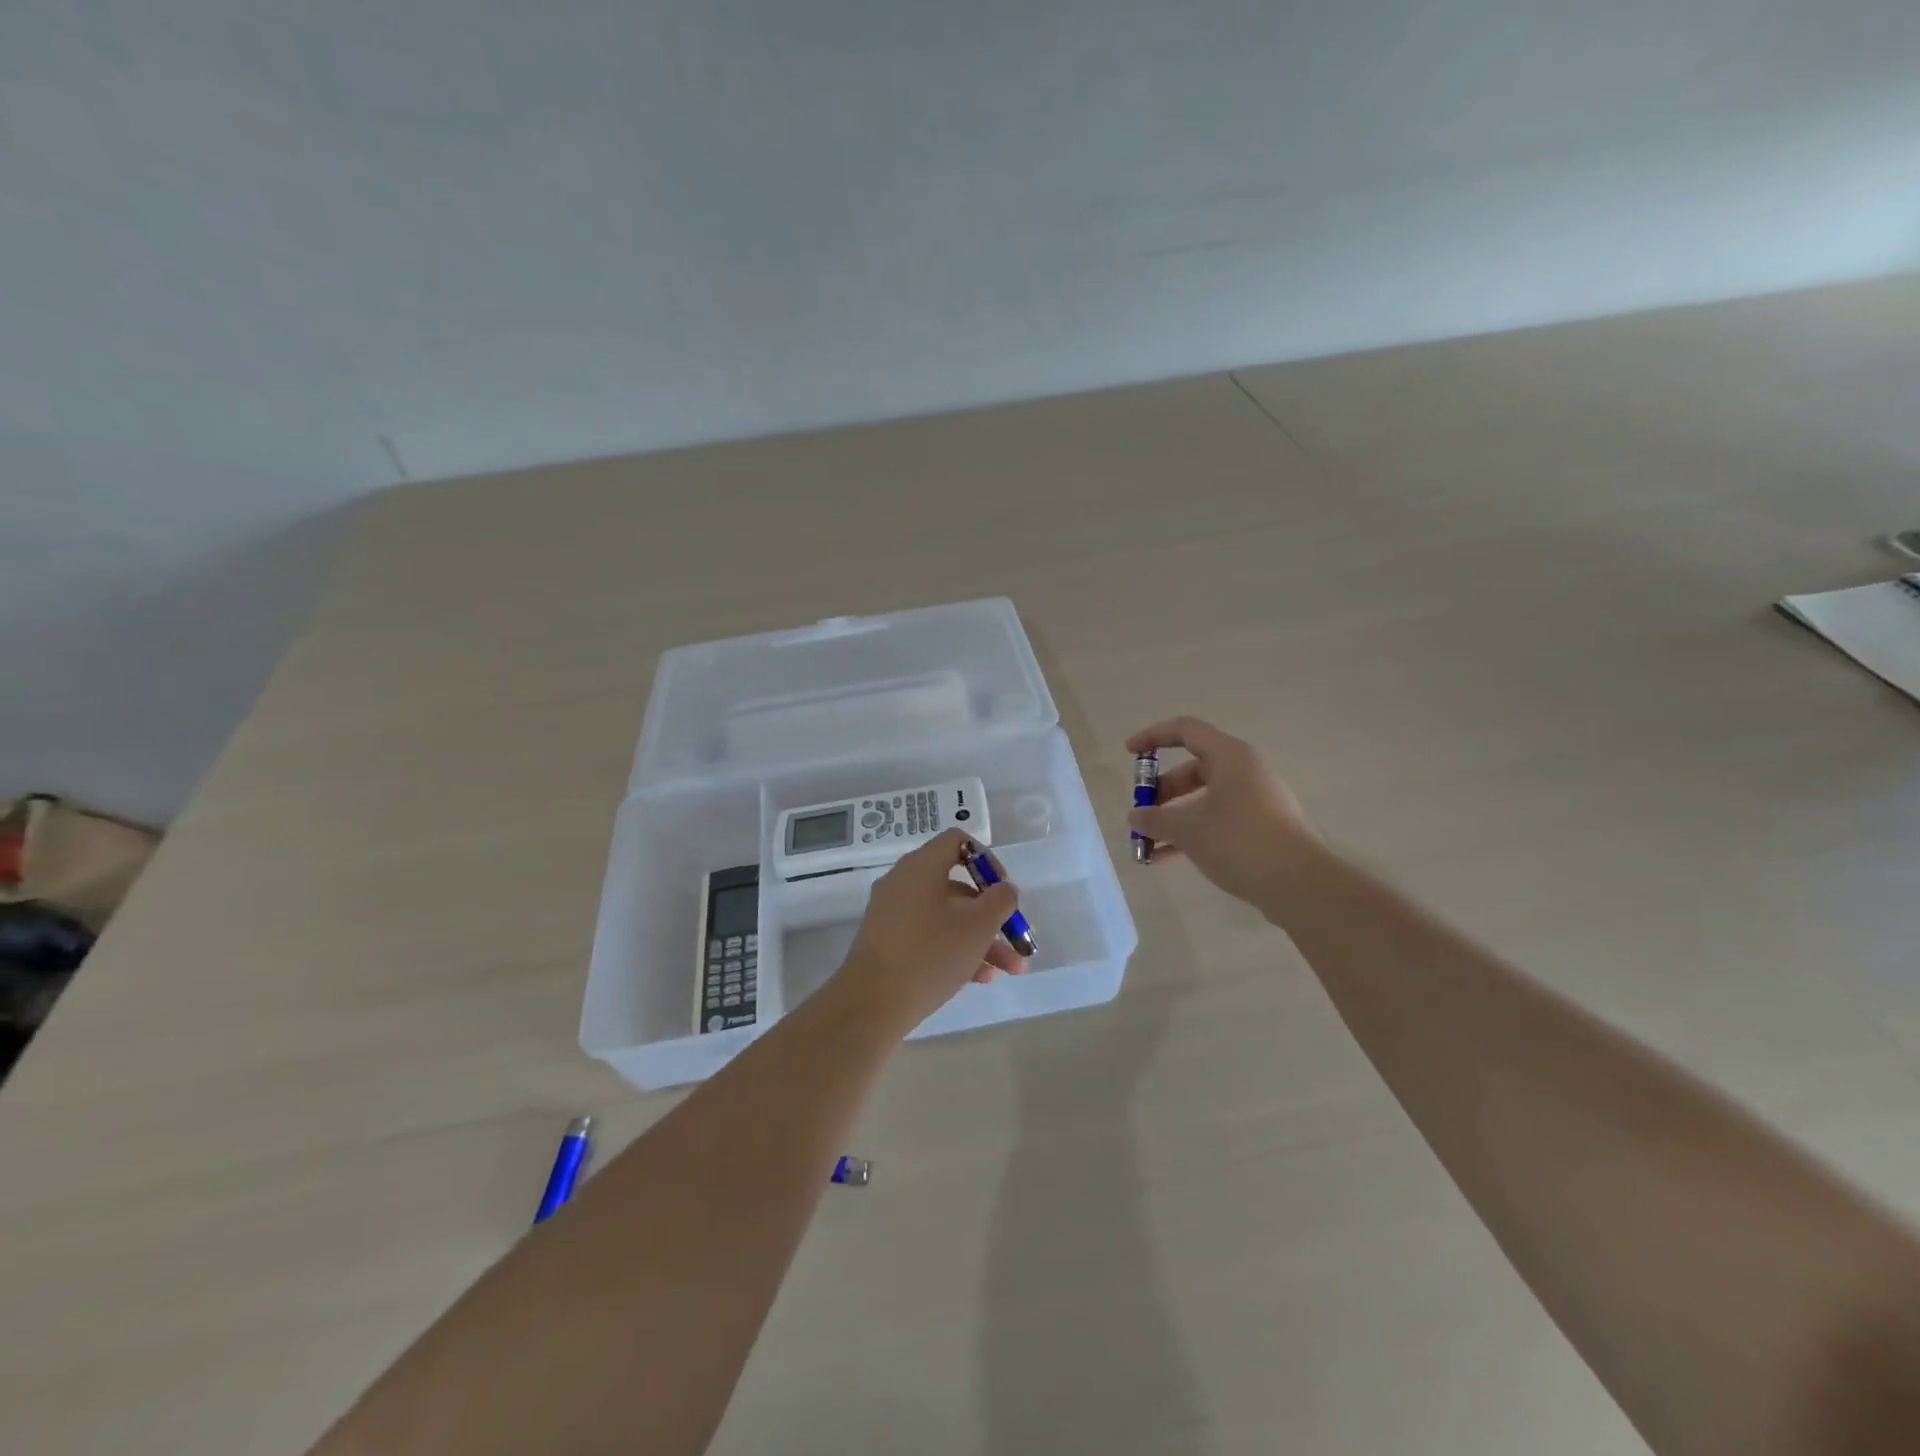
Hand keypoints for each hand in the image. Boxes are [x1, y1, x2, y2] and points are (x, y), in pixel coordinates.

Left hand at [832, 828, 1027, 1030]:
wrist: (871, 1003)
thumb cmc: (930, 953)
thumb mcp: (978, 925)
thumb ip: (1000, 900)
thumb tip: (1003, 889)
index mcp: (921, 866)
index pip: (957, 841)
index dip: (987, 859)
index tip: (1003, 888)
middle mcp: (903, 882)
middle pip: (957, 886)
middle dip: (992, 914)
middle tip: (1017, 939)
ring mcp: (893, 913)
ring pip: (946, 917)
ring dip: (981, 939)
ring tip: (1008, 970)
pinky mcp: (887, 942)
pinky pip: (929, 936)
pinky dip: (955, 950)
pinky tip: (980, 979)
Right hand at [1126, 716, 1321, 909]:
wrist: (1298, 884)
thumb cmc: (1238, 840)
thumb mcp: (1186, 828)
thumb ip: (1154, 819)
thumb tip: (1135, 817)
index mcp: (1230, 757)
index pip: (1185, 730)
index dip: (1153, 736)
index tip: (1128, 752)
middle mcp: (1245, 771)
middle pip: (1193, 768)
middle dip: (1162, 791)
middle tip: (1142, 813)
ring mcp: (1256, 800)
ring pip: (1204, 799)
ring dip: (1174, 818)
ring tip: (1149, 844)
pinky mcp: (1262, 827)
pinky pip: (1218, 820)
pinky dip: (1193, 832)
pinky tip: (1169, 858)